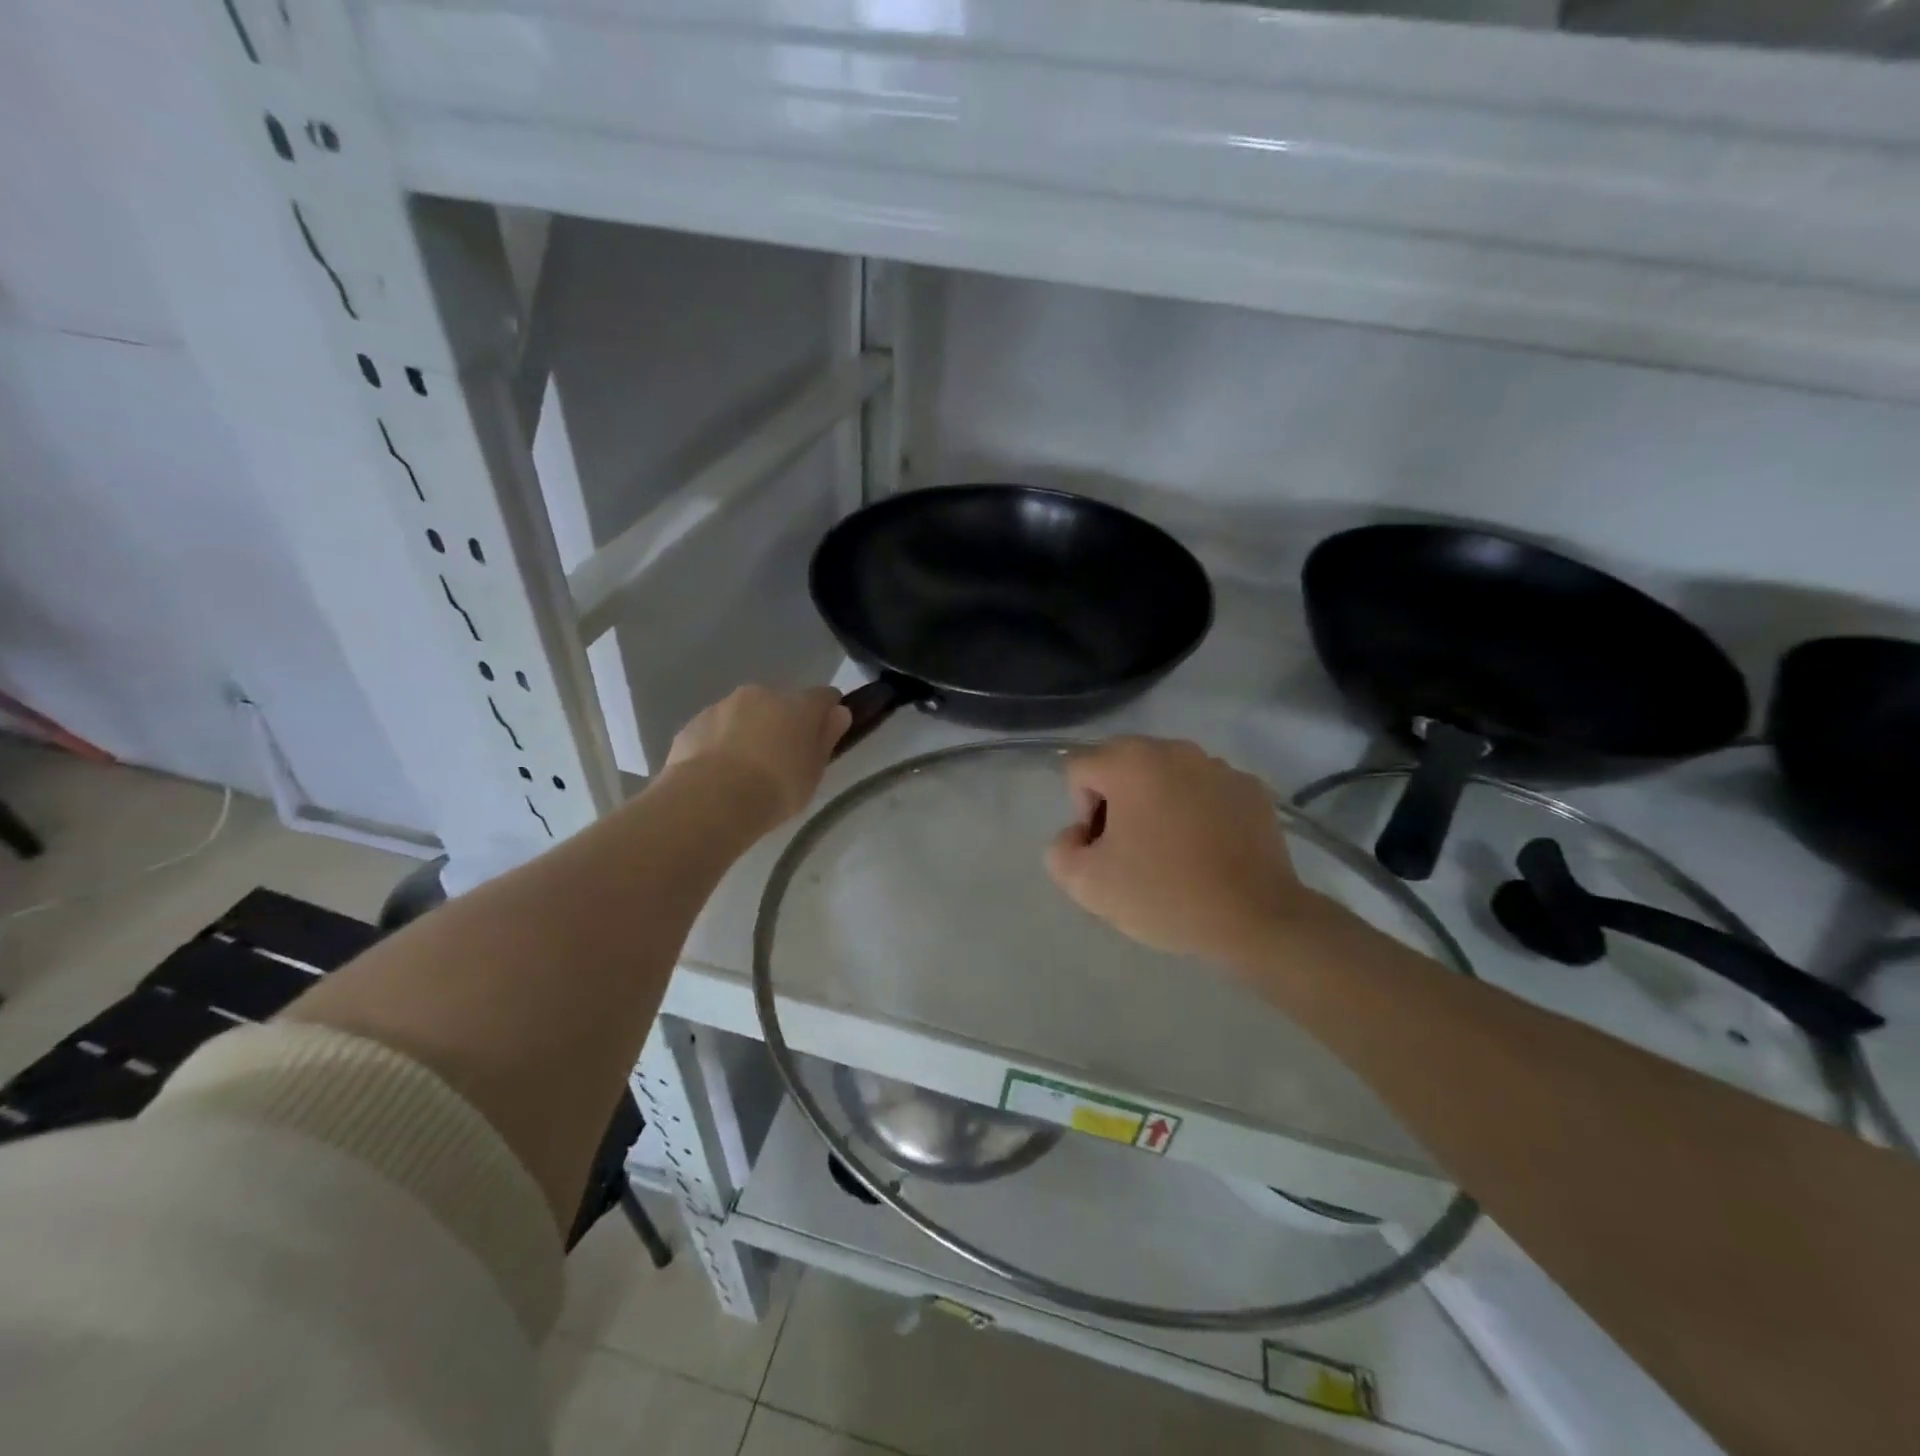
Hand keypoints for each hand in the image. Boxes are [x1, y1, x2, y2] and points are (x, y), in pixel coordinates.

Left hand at [664, 685, 850, 826]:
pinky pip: (715, 730)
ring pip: (744, 714)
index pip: (823, 697)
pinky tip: (717, 774)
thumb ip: (826, 738)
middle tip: (781, 760)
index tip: (825, 735)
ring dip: (748, 732)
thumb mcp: (814, 772)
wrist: (711, 800)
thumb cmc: (776, 788)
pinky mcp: (693, 724)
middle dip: (782, 723)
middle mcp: (761, 695)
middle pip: (780, 703)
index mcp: (798, 705)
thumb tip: (839, 713)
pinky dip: (719, 744)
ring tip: (743, 771)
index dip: (827, 712)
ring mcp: (723, 706)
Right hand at [1046, 737, 1316, 964]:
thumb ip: (1061, 849)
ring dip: (1158, 805)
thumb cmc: (1164, 894)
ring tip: (1173, 854)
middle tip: (1132, 852)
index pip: (1079, 770)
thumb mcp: (1086, 884)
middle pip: (1123, 766)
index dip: (1081, 812)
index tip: (1105, 849)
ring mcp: (1219, 766)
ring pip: (1167, 777)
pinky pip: (1205, 791)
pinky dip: (1197, 812)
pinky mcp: (1252, 789)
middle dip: (1117, 804)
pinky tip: (1207, 852)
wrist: (1255, 919)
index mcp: (1130, 761)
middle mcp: (1174, 749)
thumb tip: (1080, 835)